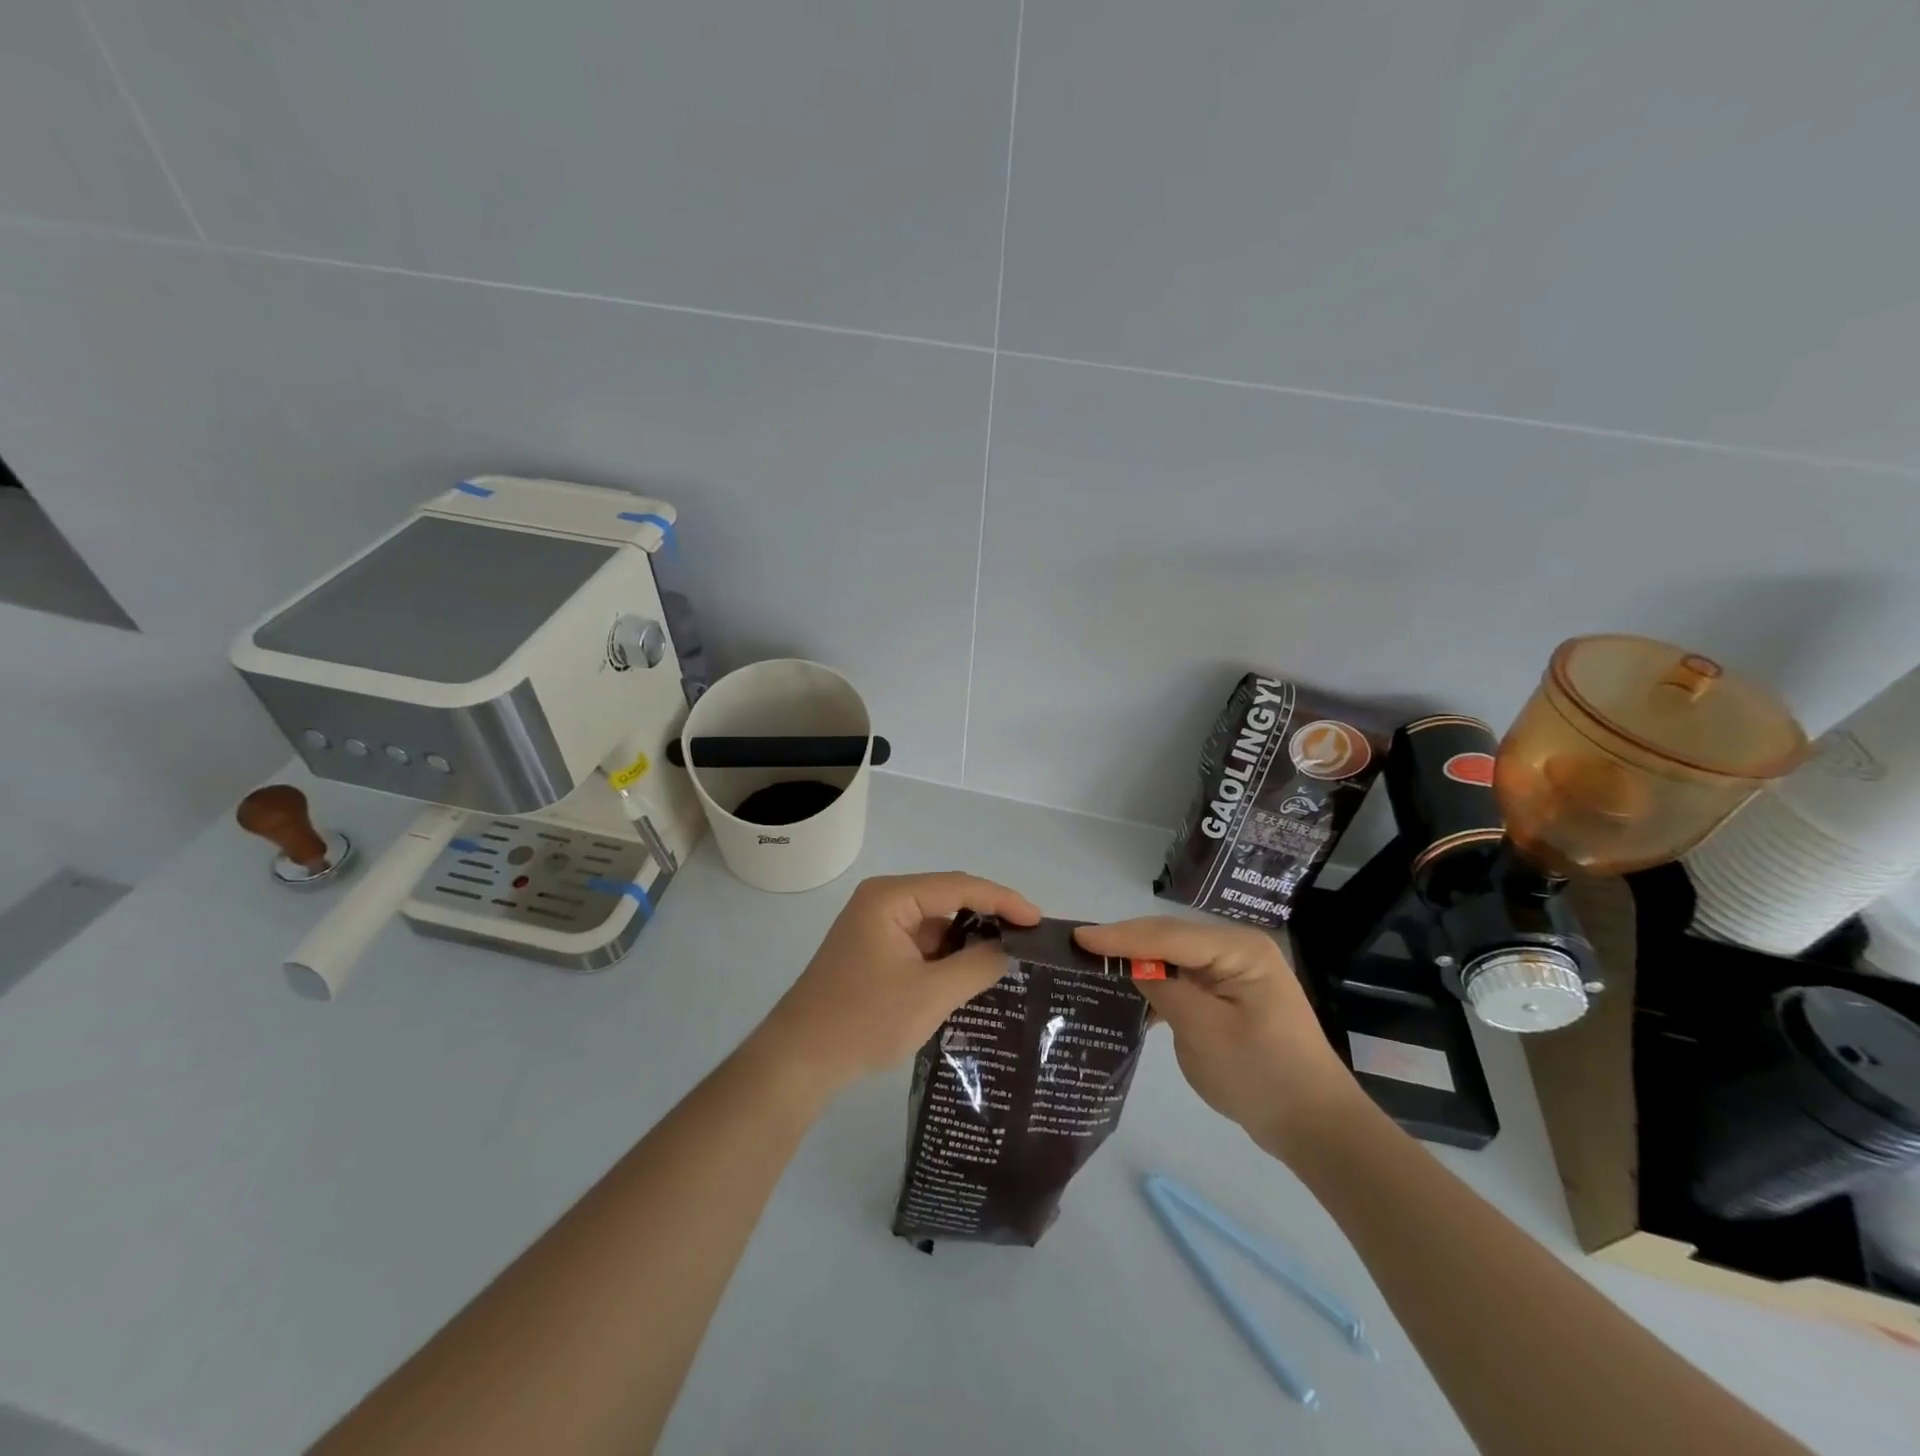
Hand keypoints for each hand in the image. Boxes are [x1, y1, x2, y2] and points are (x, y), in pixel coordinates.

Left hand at [759, 872, 1040, 1094]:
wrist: (798, 1061)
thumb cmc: (864, 1019)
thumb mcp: (931, 994)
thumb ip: (977, 967)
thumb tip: (1008, 952)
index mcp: (891, 898)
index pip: (959, 886)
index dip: (1003, 900)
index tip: (1038, 921)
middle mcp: (882, 902)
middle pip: (947, 899)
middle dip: (987, 918)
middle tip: (1027, 940)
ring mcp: (875, 927)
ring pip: (935, 924)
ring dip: (967, 941)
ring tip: (1008, 959)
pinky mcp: (872, 952)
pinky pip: (920, 944)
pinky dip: (946, 958)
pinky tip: (971, 976)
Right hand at [1074, 917, 1363, 1157]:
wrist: (1315, 1126)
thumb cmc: (1261, 1075)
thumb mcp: (1203, 1031)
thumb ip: (1163, 990)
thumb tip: (1129, 967)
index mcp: (1239, 949)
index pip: (1166, 934)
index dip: (1119, 936)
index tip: (1077, 937)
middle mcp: (1237, 950)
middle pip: (1169, 939)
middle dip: (1125, 943)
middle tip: (1077, 947)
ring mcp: (1235, 973)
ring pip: (1173, 958)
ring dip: (1138, 964)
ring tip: (1093, 966)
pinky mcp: (1230, 996)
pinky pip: (1185, 979)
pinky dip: (1158, 986)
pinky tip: (1129, 996)